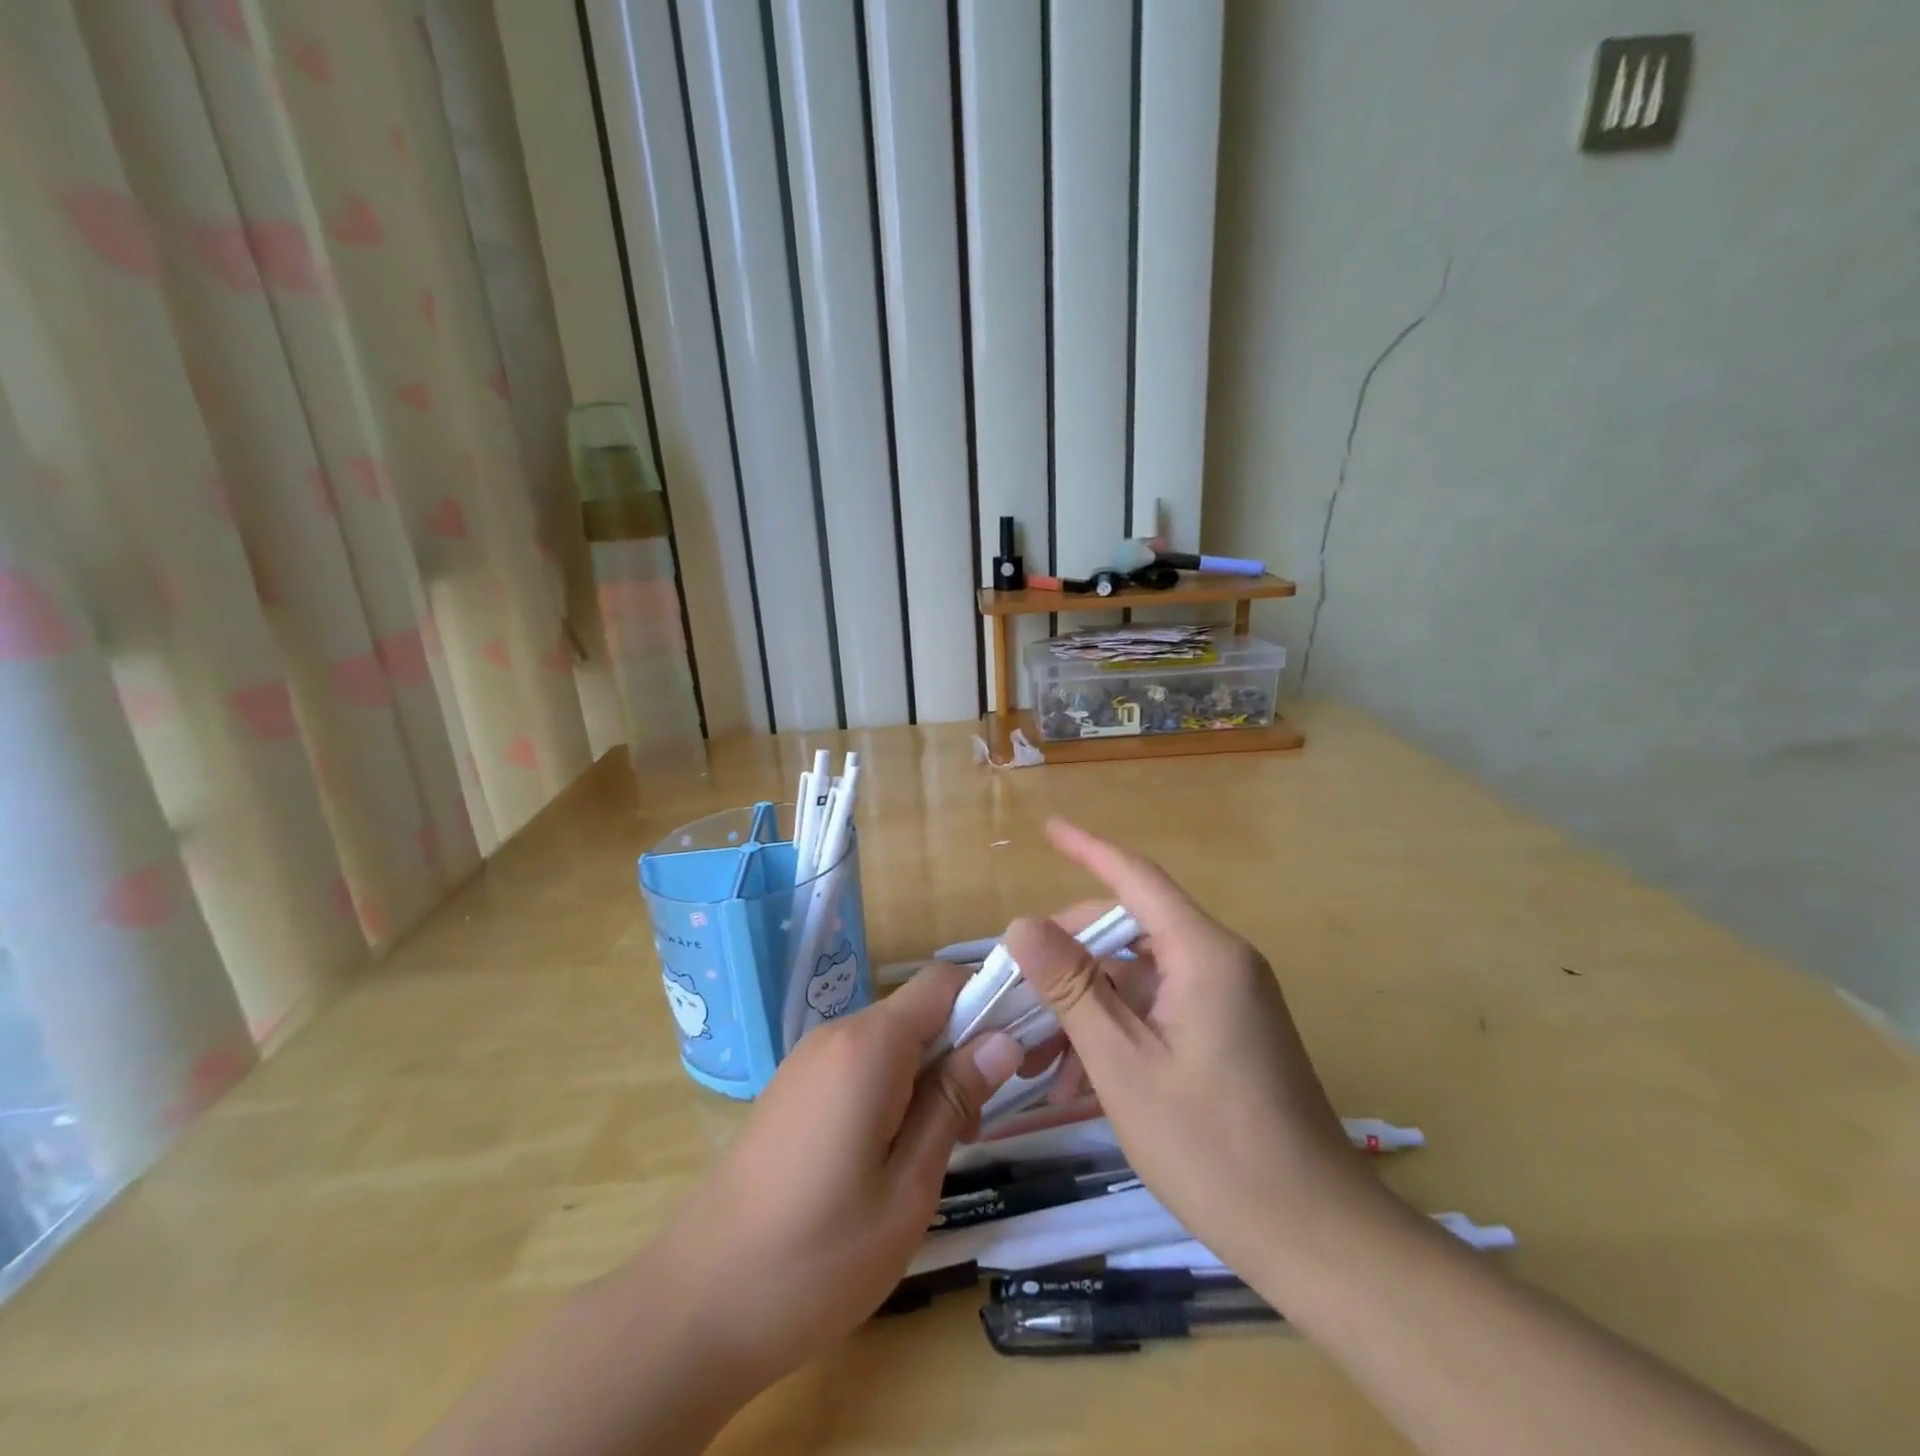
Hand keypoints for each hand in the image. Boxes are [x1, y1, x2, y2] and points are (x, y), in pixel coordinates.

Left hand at [647, 965, 1022, 1390]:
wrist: (696, 1304)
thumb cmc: (817, 1256)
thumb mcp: (907, 1187)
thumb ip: (954, 1102)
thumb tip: (1003, 1039)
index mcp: (869, 1046)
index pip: (944, 982)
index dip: (989, 1000)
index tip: (1021, 1050)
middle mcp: (837, 1034)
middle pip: (918, 1010)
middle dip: (963, 1046)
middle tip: (984, 1118)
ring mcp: (809, 1060)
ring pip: (892, 1039)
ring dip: (929, 1072)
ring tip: (944, 1144)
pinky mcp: (794, 1088)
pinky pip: (861, 1063)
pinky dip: (893, 1086)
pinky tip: (893, 1151)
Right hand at [1004, 820, 1378, 1281]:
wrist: (1317, 1238)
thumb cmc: (1213, 1148)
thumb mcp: (1124, 1065)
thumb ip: (1071, 987)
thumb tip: (1021, 923)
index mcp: (1204, 954)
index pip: (1136, 877)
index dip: (1088, 849)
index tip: (1048, 829)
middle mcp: (1221, 962)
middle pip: (1131, 929)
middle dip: (1070, 955)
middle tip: (1018, 988)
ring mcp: (1228, 999)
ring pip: (1139, 977)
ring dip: (1087, 1006)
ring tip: (1037, 1056)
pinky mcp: (1229, 1032)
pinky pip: (1160, 1009)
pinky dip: (1117, 1031)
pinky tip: (1078, 1083)